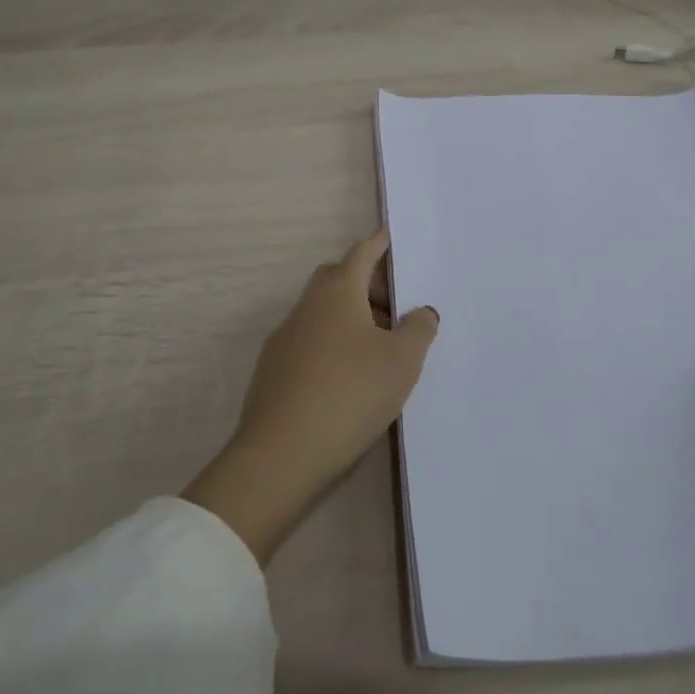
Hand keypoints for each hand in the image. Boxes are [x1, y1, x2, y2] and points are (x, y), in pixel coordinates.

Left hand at [184, 231, 438, 563]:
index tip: (390, 238)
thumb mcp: (401, 362)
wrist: (281, 454)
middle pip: (338, 279)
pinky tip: (349, 377)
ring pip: (322, 313)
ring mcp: (285, 338)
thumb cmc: (350, 393)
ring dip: (351, 318)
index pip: (360, 254)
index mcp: (338, 292)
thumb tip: (420, 311)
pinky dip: (333, 345)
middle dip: (366, 284)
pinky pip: (310, 342)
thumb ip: (418, 329)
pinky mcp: (273, 370)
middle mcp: (307, 306)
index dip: (378, 245)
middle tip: (396, 305)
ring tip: (380, 347)